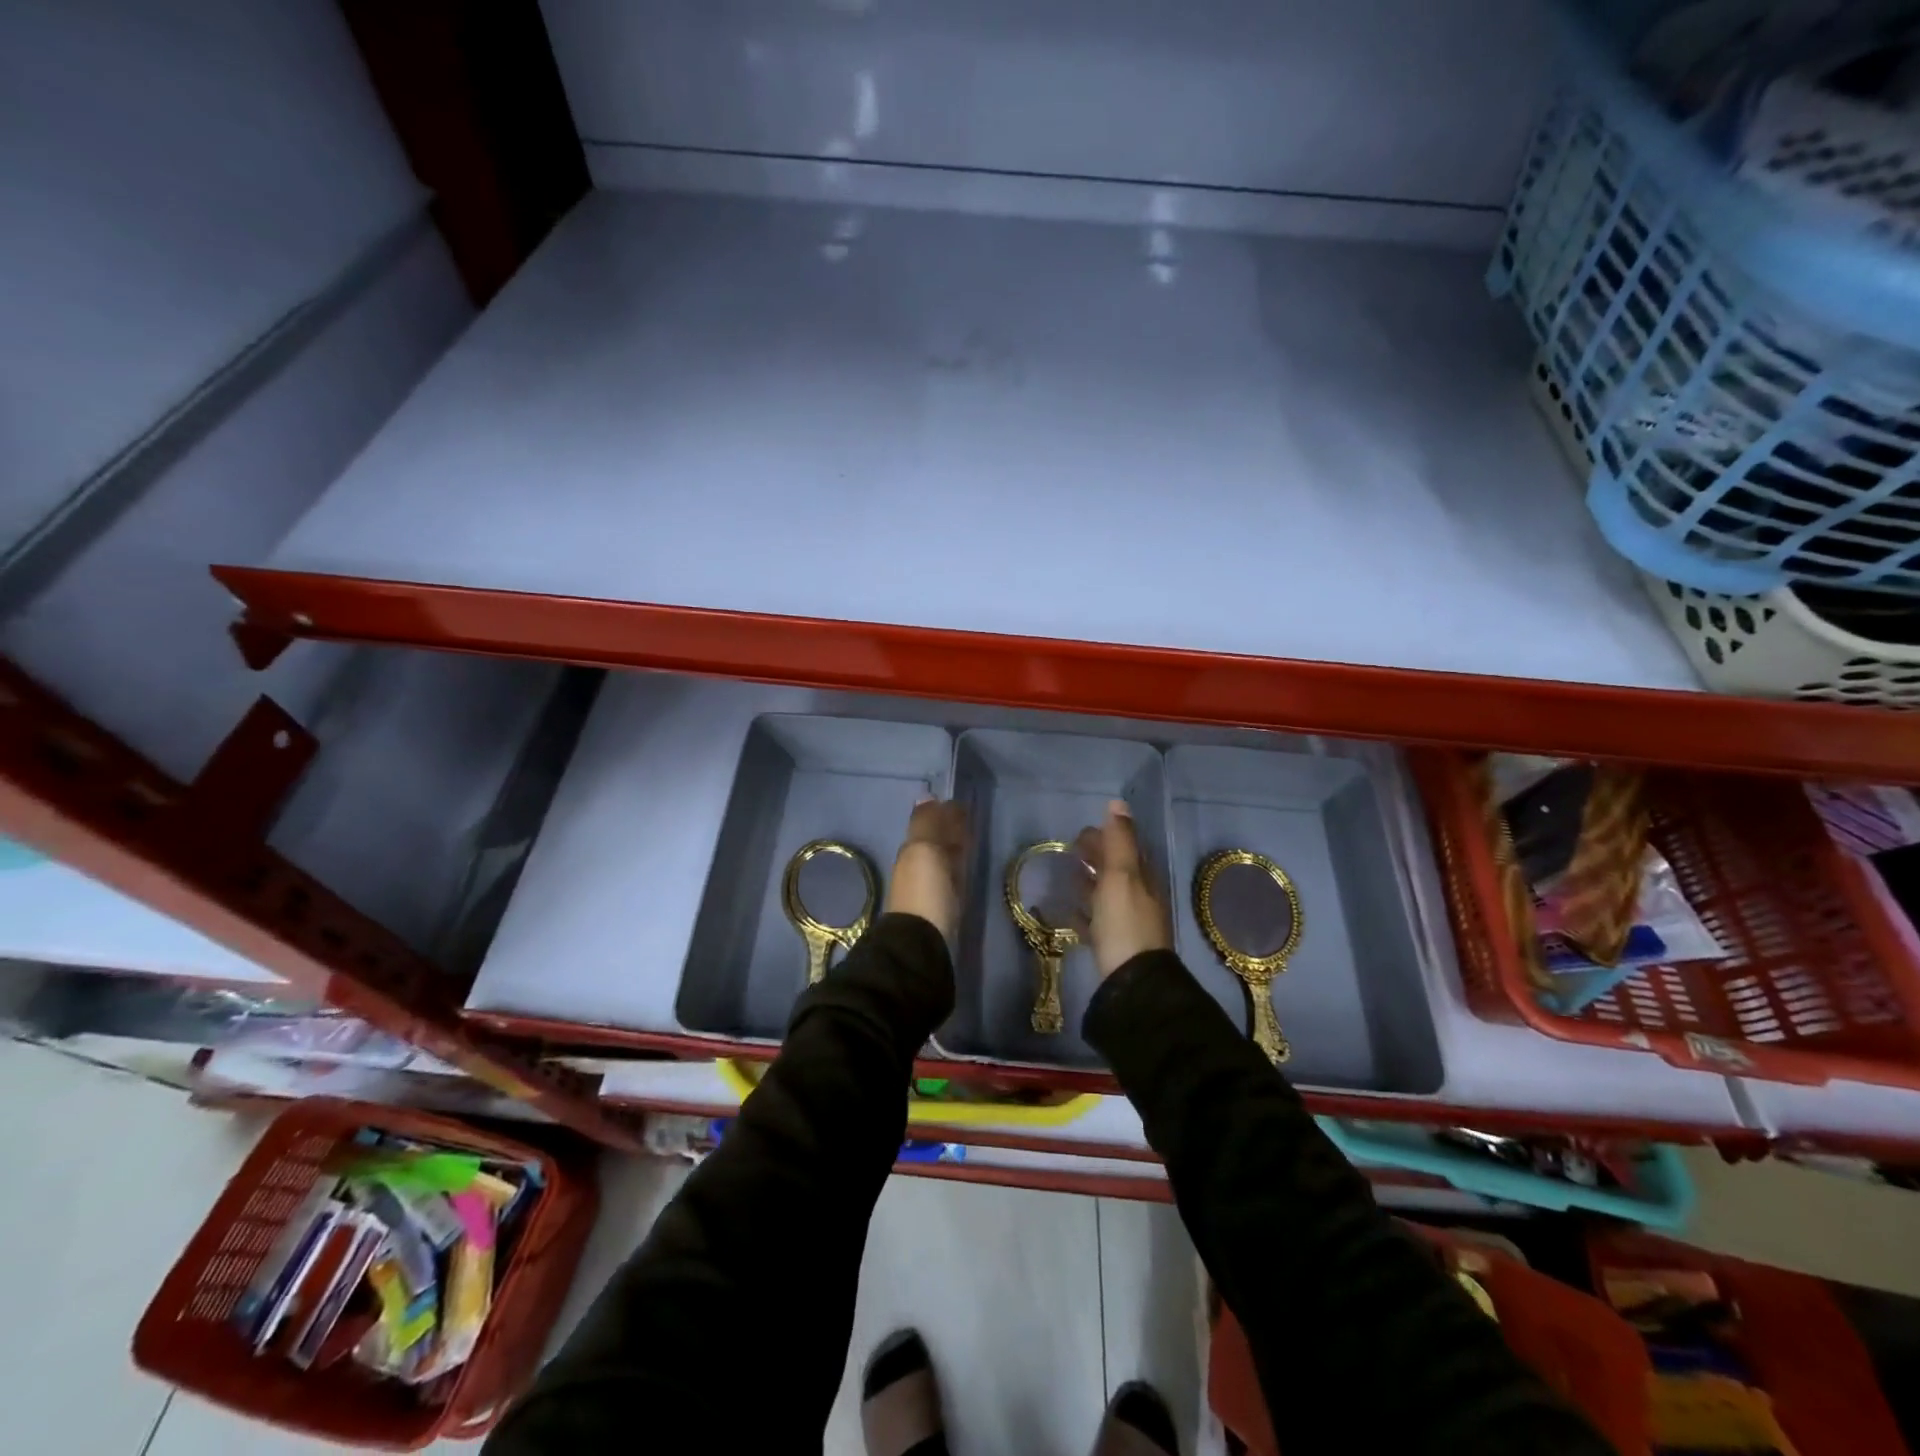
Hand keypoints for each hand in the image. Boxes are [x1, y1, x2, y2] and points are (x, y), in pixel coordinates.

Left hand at [886, 799, 967, 943]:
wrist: (923, 943)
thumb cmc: (925, 891)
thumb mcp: (924, 850)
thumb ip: (926, 823)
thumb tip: (926, 795)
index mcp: (910, 850)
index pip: (928, 823)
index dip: (943, 813)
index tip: (961, 804)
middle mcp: (917, 866)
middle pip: (936, 841)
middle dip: (949, 829)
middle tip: (969, 818)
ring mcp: (930, 888)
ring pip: (944, 859)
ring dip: (955, 847)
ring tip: (972, 838)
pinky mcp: (944, 907)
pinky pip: (951, 878)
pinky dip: (958, 867)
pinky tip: (966, 866)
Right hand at [1073, 800, 1171, 977]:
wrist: (1132, 981)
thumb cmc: (1125, 922)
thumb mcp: (1122, 875)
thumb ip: (1119, 840)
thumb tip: (1118, 803)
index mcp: (1143, 878)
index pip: (1125, 848)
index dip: (1105, 837)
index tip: (1079, 832)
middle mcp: (1138, 897)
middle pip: (1116, 870)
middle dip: (1096, 857)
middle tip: (1070, 850)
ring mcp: (1126, 923)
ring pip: (1106, 895)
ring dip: (1089, 882)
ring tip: (1066, 875)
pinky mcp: (1113, 946)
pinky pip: (1095, 921)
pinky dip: (1083, 911)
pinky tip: (1067, 911)